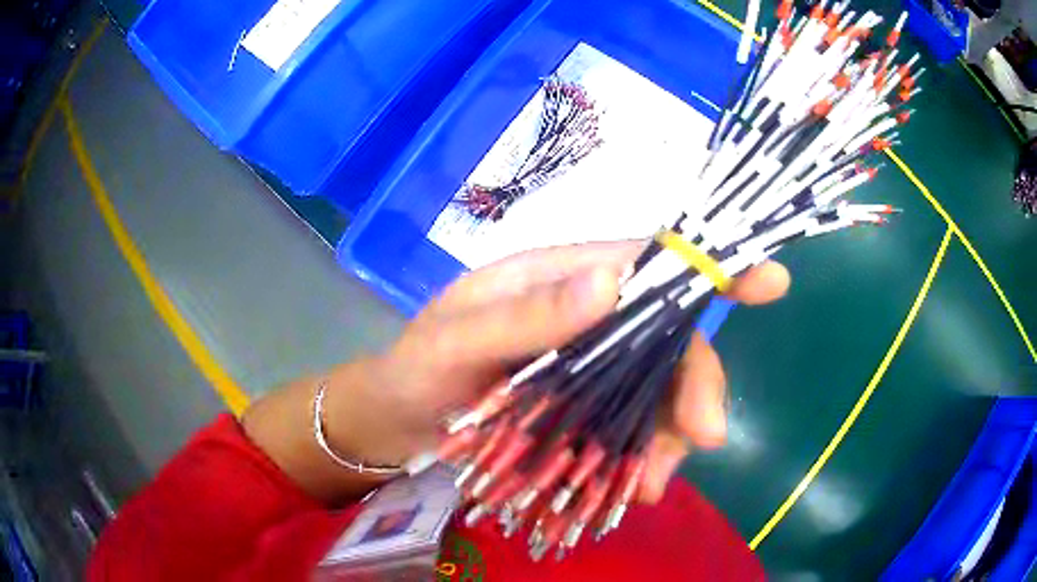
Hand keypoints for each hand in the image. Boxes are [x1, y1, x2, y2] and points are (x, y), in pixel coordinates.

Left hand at [329, 240, 788, 502]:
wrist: (399, 421)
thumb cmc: (418, 367)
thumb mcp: (457, 339)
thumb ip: (527, 315)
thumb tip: (611, 283)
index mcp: (563, 276)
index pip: (649, 261)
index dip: (710, 266)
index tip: (770, 283)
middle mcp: (589, 316)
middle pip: (668, 339)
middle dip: (694, 387)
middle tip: (702, 440)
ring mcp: (591, 368)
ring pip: (658, 393)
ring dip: (667, 439)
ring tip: (644, 487)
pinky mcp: (585, 413)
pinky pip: (633, 432)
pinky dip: (640, 460)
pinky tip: (627, 490)